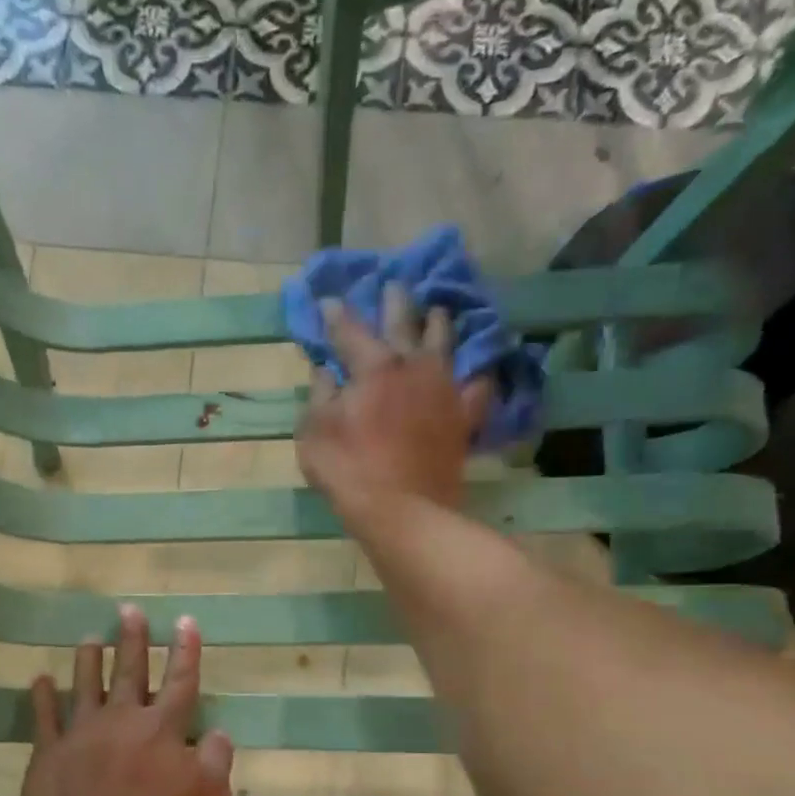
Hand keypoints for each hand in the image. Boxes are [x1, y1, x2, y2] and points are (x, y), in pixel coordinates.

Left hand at [14, 605, 234, 795]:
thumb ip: (216, 761)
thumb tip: (219, 734)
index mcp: (162, 729)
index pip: (180, 682)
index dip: (185, 652)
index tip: (184, 621)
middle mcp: (122, 720)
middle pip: (129, 672)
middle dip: (132, 641)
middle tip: (129, 610)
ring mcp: (82, 733)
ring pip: (86, 686)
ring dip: (88, 661)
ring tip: (89, 637)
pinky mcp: (50, 753)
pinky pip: (45, 718)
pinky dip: (42, 698)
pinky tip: (39, 680)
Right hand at [296, 283, 491, 528]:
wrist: (404, 512)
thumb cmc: (349, 472)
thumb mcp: (315, 434)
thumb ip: (319, 396)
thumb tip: (325, 371)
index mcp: (373, 366)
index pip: (349, 329)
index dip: (335, 314)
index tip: (327, 301)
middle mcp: (414, 366)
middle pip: (404, 321)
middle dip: (395, 300)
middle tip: (394, 284)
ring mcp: (444, 389)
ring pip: (446, 342)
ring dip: (439, 322)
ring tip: (438, 310)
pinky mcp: (463, 417)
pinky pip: (478, 387)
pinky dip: (477, 374)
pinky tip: (479, 369)